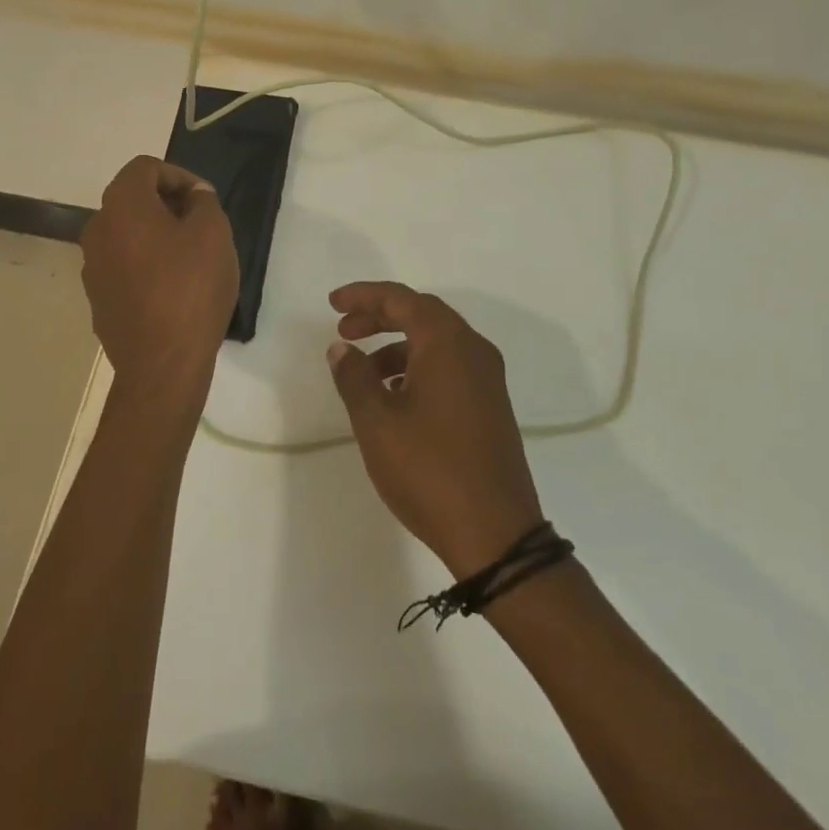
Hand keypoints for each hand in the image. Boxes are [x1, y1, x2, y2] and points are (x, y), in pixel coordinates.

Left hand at [81, 156, 238, 402]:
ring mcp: (92, 267)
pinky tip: (172, 289)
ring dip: (155, 236)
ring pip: (126, 235)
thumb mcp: (214, 233)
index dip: (179, 175)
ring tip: (189, 258)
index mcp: (122, 206)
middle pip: (131, 200)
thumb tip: (193, 196)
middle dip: (167, 204)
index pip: (145, 167)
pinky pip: (123, 267)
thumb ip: (204, 202)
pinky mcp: (98, 299)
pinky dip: (145, 265)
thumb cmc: (191, 288)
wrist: (162, 363)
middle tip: (200, 225)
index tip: (205, 200)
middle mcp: (97, 230)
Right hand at [326, 282, 545, 578]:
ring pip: (437, 342)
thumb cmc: (429, 469)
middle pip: (422, 314)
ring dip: (397, 346)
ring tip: (363, 372)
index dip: (364, 295)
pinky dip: (418, 367)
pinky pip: (450, 367)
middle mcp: (474, 351)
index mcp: (448, 344)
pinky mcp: (491, 405)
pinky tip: (395, 396)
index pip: (402, 299)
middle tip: (344, 329)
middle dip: (380, 316)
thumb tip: (342, 348)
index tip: (332, 304)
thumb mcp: (377, 422)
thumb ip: (355, 377)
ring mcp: (487, 379)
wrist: (495, 533)